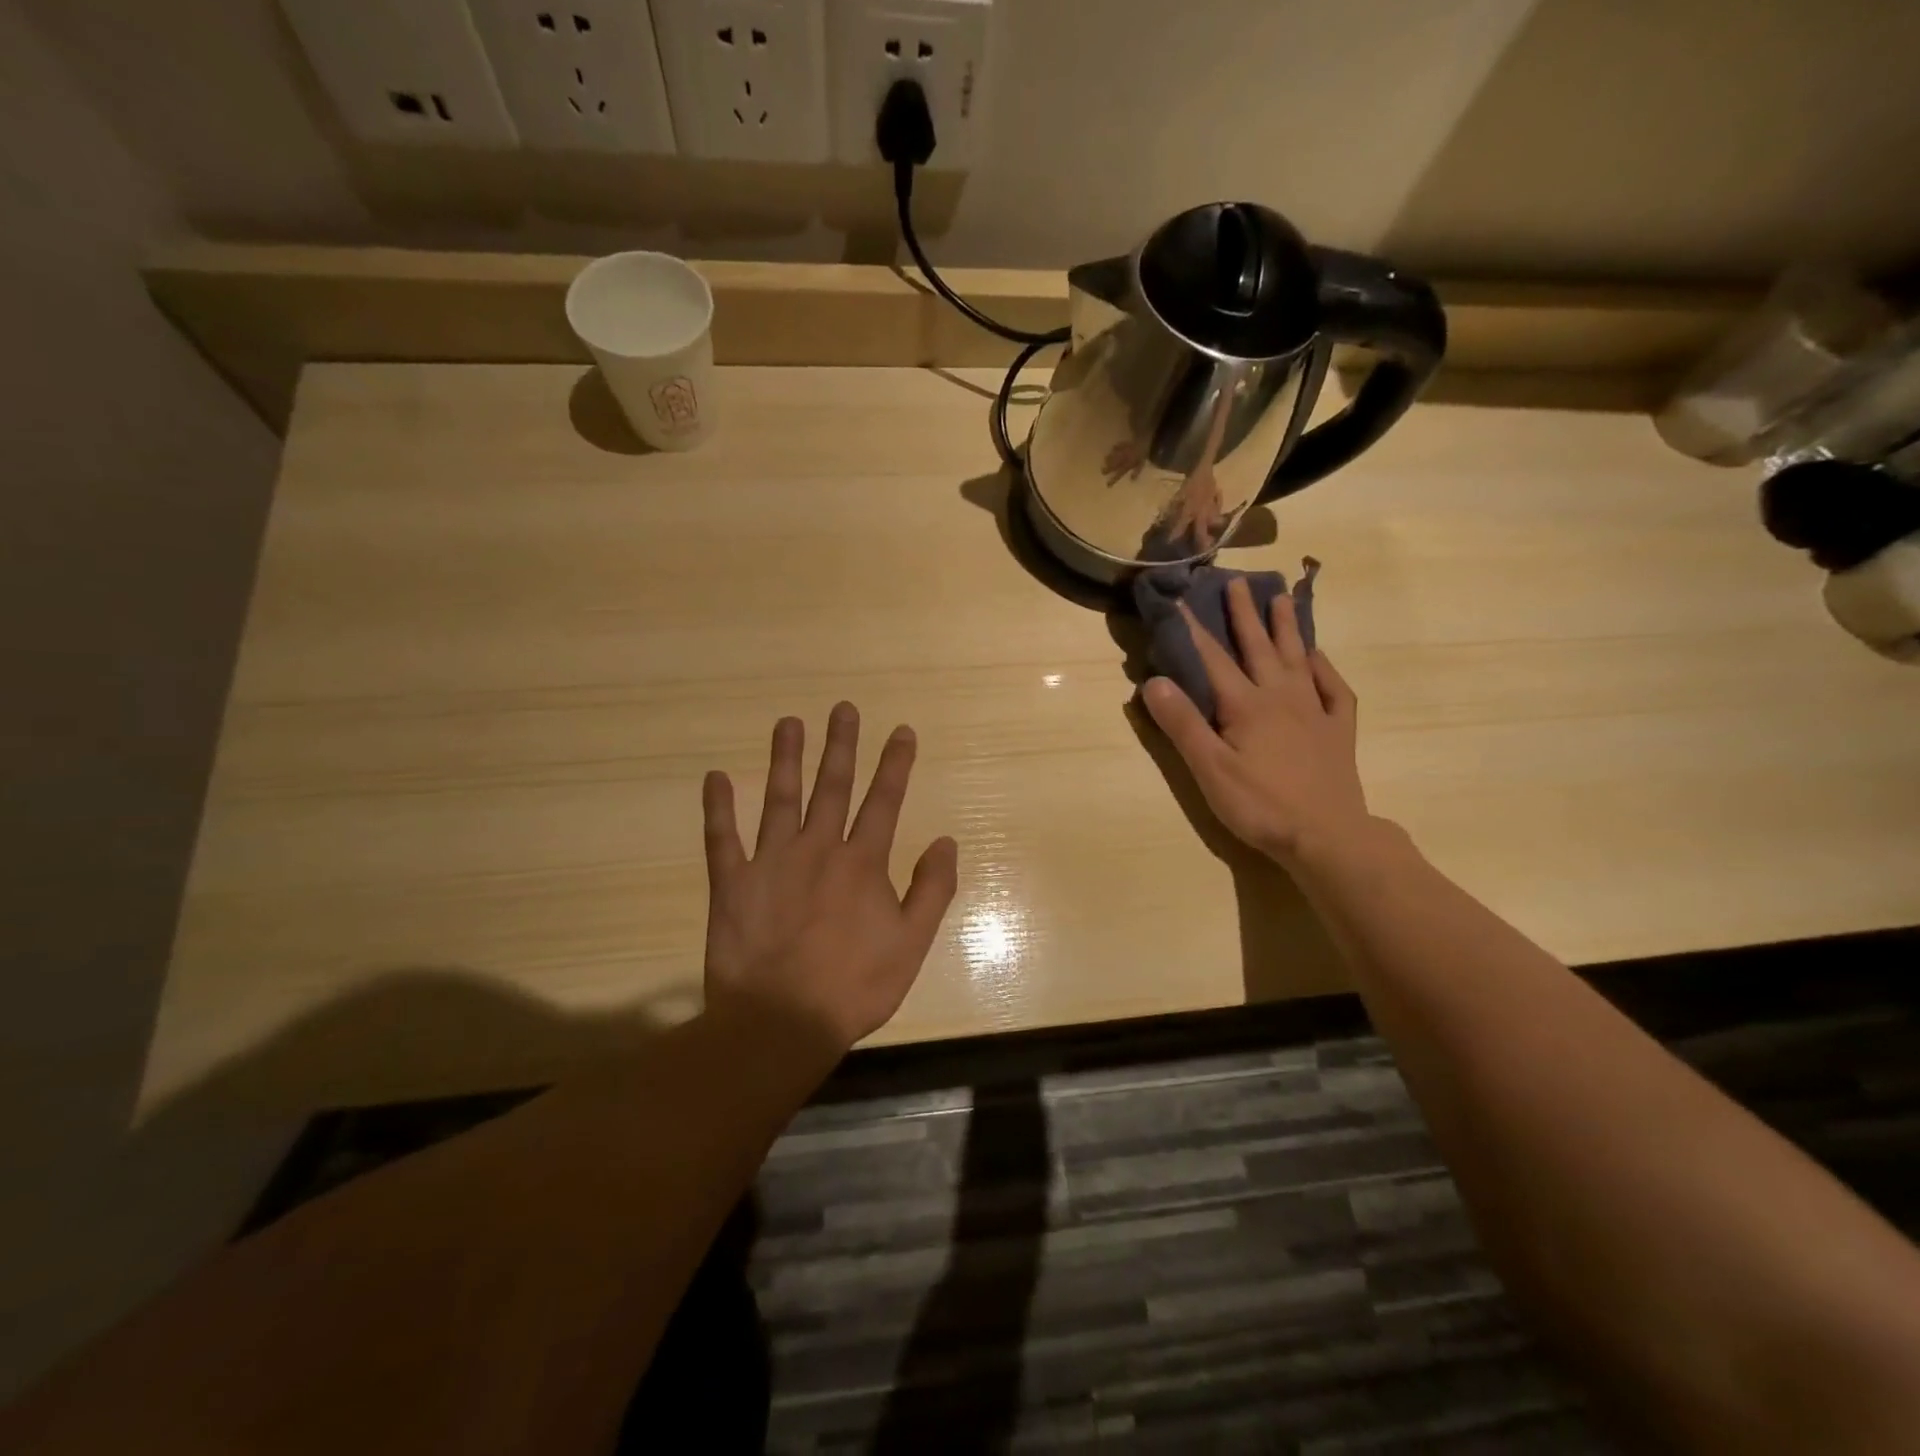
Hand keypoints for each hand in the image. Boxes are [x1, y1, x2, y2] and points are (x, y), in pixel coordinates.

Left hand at [701, 704, 958, 1055]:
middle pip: (832, 787)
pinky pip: (721, 838)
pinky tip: (715, 777)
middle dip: (840, 745)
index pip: (884, 801)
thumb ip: (931, 890)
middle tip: (842, 709)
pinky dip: (718, 808)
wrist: (781, 1022)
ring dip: (785, 758)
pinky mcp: (731, 883)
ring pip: (779, 799)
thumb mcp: (911, 944)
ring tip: (788, 722)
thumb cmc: (854, 987)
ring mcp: (771, 862)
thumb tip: (946, 841)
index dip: (895, 764)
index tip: (900, 730)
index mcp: (861, 863)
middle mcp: (818, 849)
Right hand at [1141, 577, 1371, 865]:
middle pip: (1258, 647)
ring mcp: (1314, 711)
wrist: (1326, 836)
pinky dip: (1325, 669)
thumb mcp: (1209, 768)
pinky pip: (1334, 690)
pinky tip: (1318, 658)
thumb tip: (1153, 681)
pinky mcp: (1338, 731)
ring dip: (1286, 628)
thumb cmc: (1259, 804)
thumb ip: (1182, 724)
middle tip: (1236, 582)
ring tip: (1280, 599)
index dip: (1193, 629)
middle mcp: (1280, 696)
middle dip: (1244, 614)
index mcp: (1245, 705)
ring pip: (1297, 659)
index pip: (1213, 659)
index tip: (1181, 599)